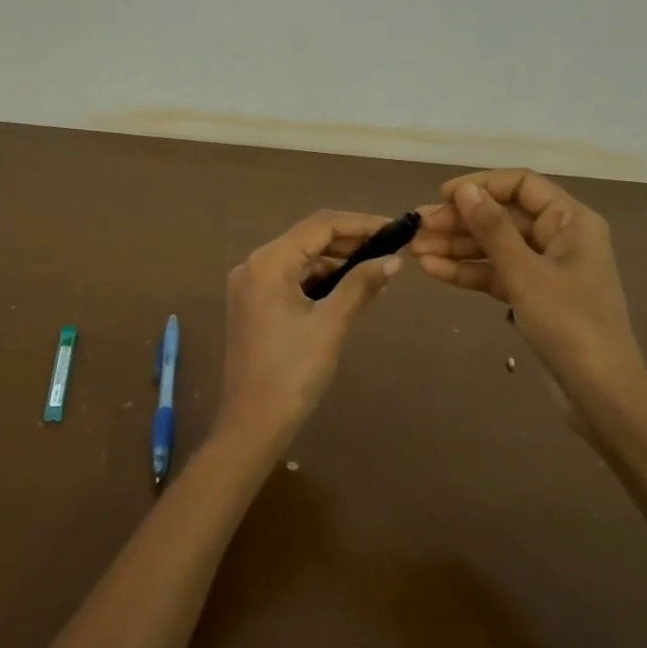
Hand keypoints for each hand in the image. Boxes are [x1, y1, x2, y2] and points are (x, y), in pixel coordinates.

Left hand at [217, 210, 401, 445]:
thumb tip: (393, 261)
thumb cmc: (293, 371)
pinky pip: (292, 281)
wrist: (253, 423)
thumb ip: (361, 285)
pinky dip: (321, 282)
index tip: (395, 229)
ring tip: (378, 272)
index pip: (320, 226)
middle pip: (308, 239)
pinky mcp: (254, 305)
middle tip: (391, 250)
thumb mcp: (331, 324)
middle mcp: (254, 266)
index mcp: (268, 263)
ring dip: (337, 263)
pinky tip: (351, 291)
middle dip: (350, 243)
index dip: (360, 224)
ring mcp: (251, 286)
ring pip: (301, 260)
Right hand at [412, 169, 646, 426]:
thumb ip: (493, 228)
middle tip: (417, 228)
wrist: (599, 392)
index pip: (522, 185)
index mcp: (571, 221)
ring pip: (496, 247)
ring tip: (415, 250)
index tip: (442, 196)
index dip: (481, 185)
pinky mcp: (535, 296)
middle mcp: (561, 237)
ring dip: (457, 247)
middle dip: (460, 221)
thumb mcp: (525, 273)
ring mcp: (547, 269)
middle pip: (504, 217)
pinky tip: (433, 270)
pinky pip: (497, 274)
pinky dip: (468, 272)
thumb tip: (464, 189)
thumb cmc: (568, 323)